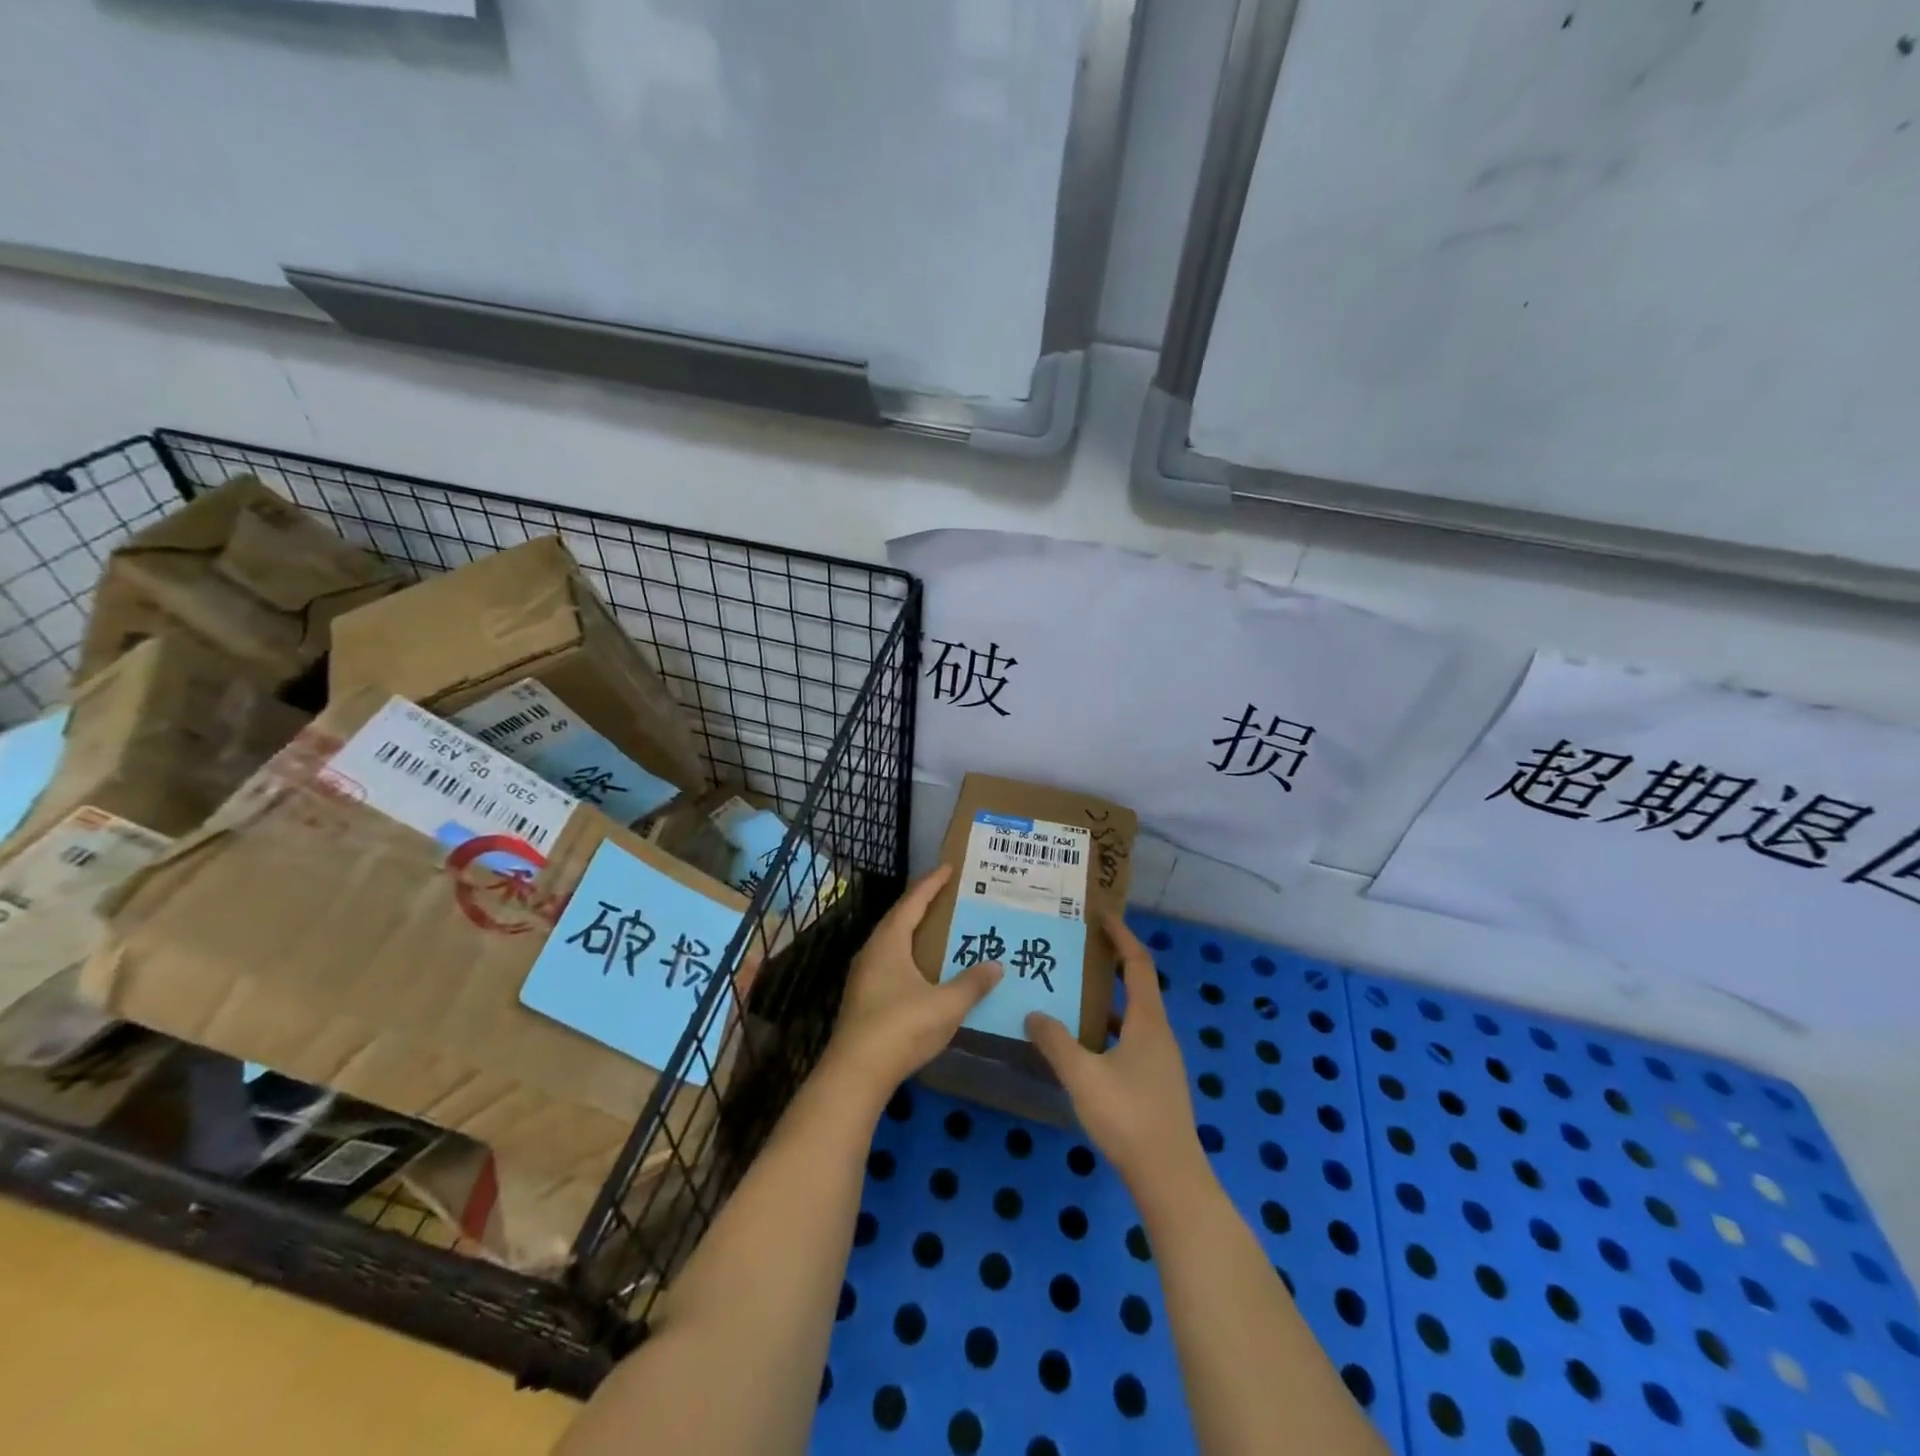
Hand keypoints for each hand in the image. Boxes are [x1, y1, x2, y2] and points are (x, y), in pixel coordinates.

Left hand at [825, 866, 1001, 1100]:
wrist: (856, 1074)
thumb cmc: (901, 1028)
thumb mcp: (946, 1004)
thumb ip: (973, 983)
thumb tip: (996, 965)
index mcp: (889, 942)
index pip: (912, 902)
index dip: (931, 883)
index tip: (949, 868)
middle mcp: (872, 952)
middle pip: (899, 918)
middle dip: (923, 904)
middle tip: (949, 896)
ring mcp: (864, 976)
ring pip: (893, 943)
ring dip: (915, 932)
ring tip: (941, 929)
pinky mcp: (864, 999)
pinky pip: (891, 963)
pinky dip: (910, 956)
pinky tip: (925, 970)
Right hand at [1026, 911, 1205, 1193]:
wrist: (1169, 1178)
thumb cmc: (1128, 1117)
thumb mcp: (1083, 1076)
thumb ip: (1056, 1042)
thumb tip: (1034, 1013)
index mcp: (1147, 1022)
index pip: (1137, 964)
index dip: (1121, 936)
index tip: (1101, 915)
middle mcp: (1158, 1033)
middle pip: (1137, 985)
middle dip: (1111, 963)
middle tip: (1080, 949)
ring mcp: (1160, 1060)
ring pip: (1133, 1016)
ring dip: (1107, 999)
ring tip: (1072, 993)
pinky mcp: (1156, 1082)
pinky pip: (1131, 1039)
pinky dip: (1108, 1029)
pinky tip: (1083, 1046)